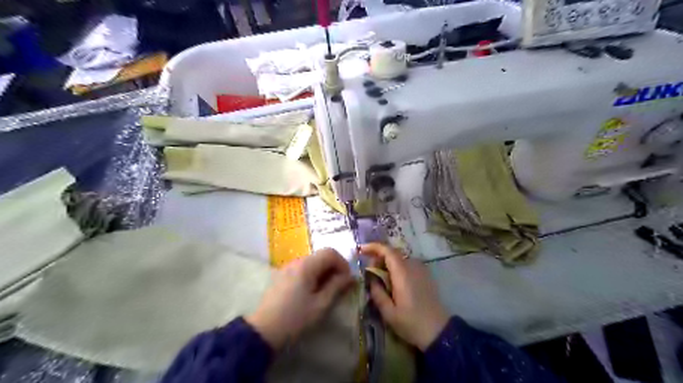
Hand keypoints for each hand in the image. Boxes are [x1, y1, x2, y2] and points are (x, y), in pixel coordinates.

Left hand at [246, 248, 351, 349]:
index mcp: (306, 265)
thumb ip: (337, 287)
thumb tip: (349, 276)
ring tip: (327, 291)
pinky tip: (312, 292)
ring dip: (324, 272)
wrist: (263, 331)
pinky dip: (313, 275)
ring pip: (312, 262)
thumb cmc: (295, 318)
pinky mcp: (282, 275)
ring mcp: (287, 267)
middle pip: (321, 256)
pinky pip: (303, 269)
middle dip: (334, 268)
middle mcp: (296, 261)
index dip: (343, 263)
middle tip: (339, 286)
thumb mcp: (321, 305)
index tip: (347, 280)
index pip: (330, 252)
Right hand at [359, 243, 451, 348]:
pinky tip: (394, 283)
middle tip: (370, 273)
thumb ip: (377, 293)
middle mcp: (413, 266)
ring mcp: (422, 270)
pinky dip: (398, 268)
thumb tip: (371, 279)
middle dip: (379, 258)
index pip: (387, 251)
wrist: (439, 331)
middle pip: (393, 254)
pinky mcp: (426, 275)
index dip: (373, 247)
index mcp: (403, 273)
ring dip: (388, 264)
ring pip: (401, 259)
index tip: (361, 250)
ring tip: (381, 279)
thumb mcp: (388, 312)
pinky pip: (408, 265)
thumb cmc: (412, 323)